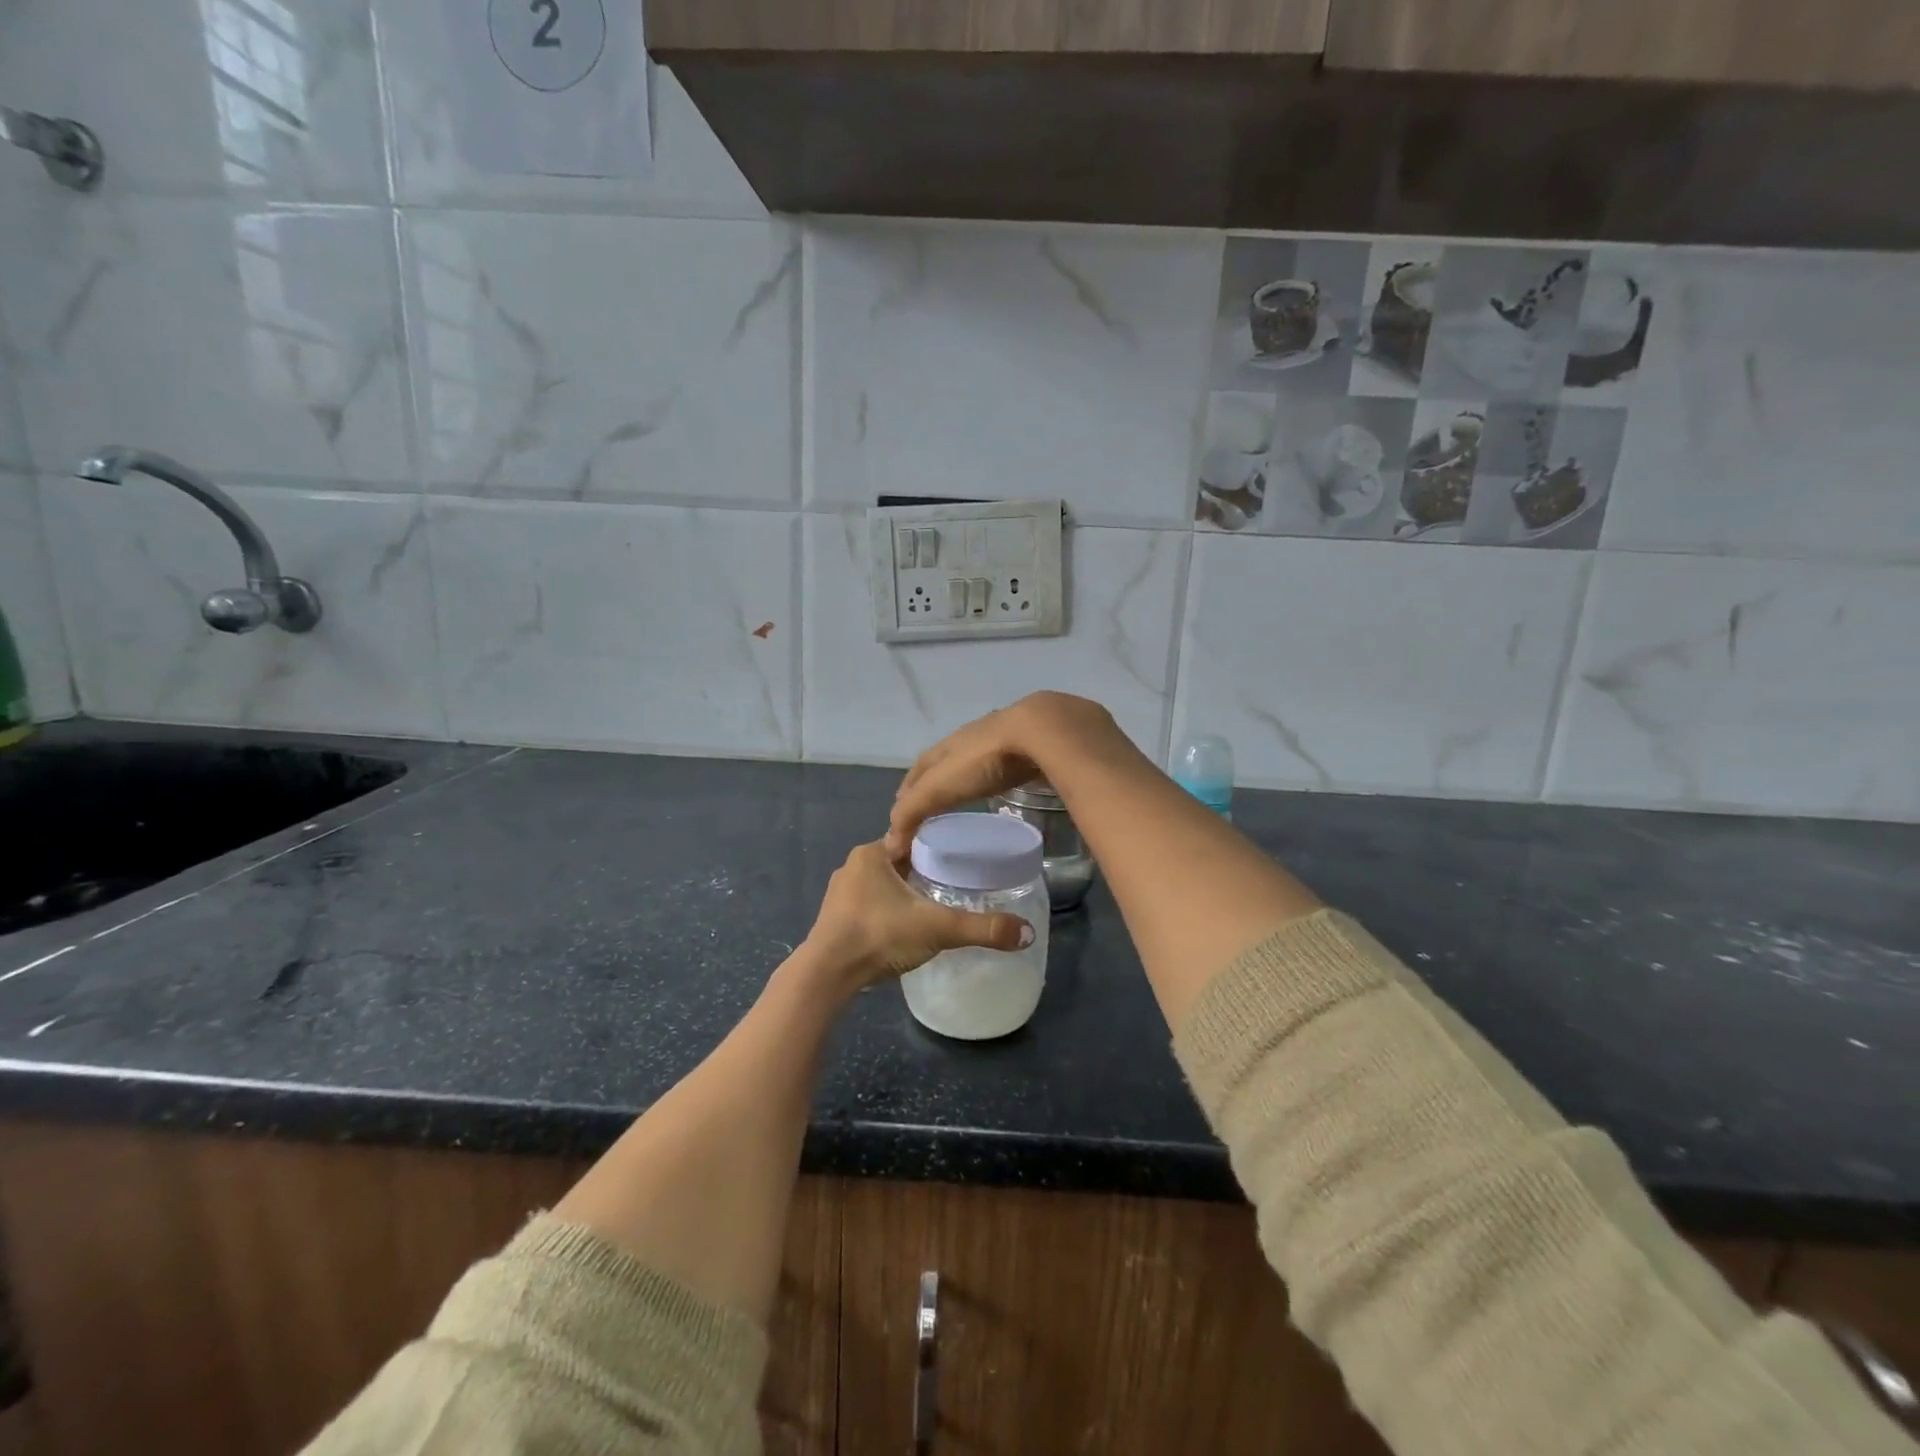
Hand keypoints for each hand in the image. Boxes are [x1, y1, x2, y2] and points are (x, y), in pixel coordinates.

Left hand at [799, 840, 1034, 998]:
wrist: (827, 975)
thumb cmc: (879, 935)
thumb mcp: (936, 928)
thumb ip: (981, 928)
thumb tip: (1026, 933)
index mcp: (872, 852)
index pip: (912, 837)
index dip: (938, 845)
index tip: (963, 856)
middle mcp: (853, 865)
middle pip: (899, 860)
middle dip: (924, 870)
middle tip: (957, 883)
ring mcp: (840, 893)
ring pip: (883, 884)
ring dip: (905, 891)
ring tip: (935, 904)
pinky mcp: (834, 919)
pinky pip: (870, 905)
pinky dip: (888, 910)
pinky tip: (905, 926)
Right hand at [884, 692, 1122, 857]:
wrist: (1040, 730)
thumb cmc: (985, 759)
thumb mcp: (941, 786)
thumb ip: (914, 811)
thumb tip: (891, 845)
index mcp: (948, 745)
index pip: (920, 767)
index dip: (908, 788)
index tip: (901, 809)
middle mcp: (973, 737)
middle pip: (947, 760)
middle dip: (936, 779)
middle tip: (931, 804)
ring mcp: (1006, 738)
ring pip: (980, 759)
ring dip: (969, 776)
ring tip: (967, 796)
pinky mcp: (1036, 745)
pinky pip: (1011, 763)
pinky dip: (1001, 776)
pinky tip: (1007, 786)